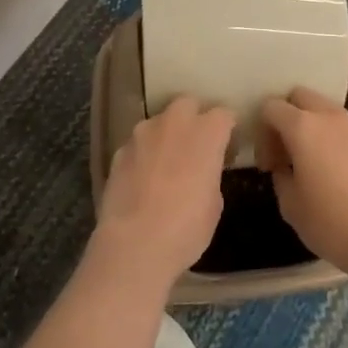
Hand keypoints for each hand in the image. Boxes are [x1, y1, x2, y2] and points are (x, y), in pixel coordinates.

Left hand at [96, 95, 233, 287]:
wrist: (135, 244)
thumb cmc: (186, 228)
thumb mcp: (214, 203)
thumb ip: (210, 173)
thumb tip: (202, 171)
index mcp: (206, 133)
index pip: (224, 114)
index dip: (228, 129)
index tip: (228, 148)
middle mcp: (174, 122)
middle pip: (188, 103)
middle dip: (195, 117)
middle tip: (197, 145)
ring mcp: (142, 133)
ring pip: (159, 121)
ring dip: (166, 134)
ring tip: (167, 162)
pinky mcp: (119, 150)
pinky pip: (138, 143)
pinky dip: (144, 153)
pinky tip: (144, 178)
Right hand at [258, 87, 347, 282]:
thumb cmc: (332, 222)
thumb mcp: (291, 206)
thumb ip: (280, 177)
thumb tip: (284, 168)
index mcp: (302, 127)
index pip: (271, 107)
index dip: (262, 132)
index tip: (268, 164)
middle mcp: (328, 117)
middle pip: (299, 96)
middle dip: (286, 117)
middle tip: (285, 151)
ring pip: (324, 108)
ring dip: (311, 125)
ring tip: (311, 160)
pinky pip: (344, 127)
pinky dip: (332, 137)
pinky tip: (335, 169)